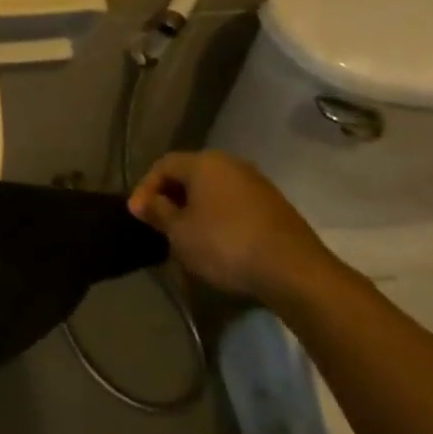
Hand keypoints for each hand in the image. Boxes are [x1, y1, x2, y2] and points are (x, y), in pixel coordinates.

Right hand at [129, 151, 340, 305]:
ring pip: (214, 190)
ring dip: (196, 208)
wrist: (294, 271)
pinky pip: (235, 204)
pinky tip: (217, 241)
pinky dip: (219, 217)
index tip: (138, 215)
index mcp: (204, 162)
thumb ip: (158, 212)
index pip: (163, 165)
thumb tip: (142, 202)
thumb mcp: (180, 232)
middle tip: (160, 224)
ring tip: (187, 235)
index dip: (145, 188)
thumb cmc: (225, 244)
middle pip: (190, 175)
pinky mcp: (275, 206)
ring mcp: (257, 183)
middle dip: (171, 197)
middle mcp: (231, 164)